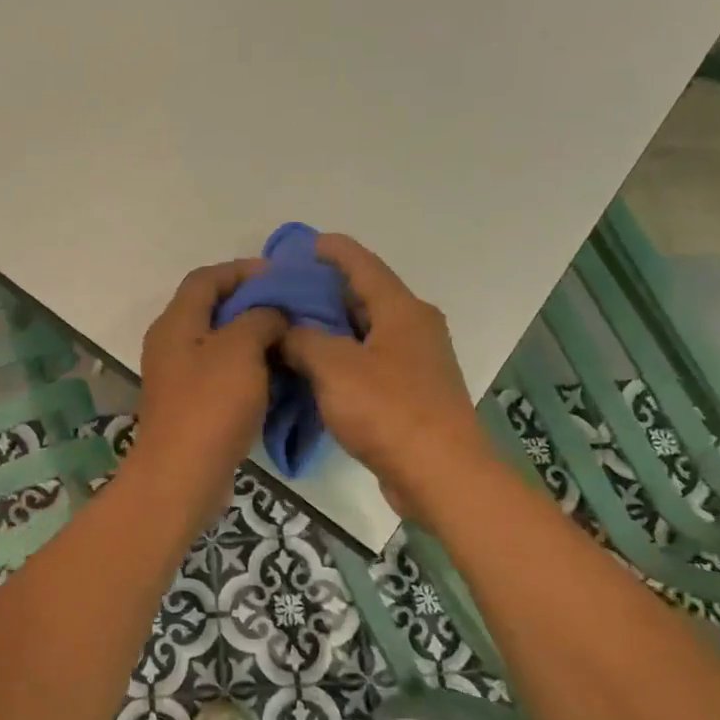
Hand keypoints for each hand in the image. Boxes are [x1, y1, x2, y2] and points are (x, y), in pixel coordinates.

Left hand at [133, 260, 286, 513]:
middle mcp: (171, 343)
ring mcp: (178, 377)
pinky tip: (275, 375)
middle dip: (251, 303)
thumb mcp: (240, 349)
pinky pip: (221, 373)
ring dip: (252, 337)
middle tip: (290, 308)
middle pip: (211, 309)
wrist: (182, 475)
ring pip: (218, 343)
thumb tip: (271, 313)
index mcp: (176, 322)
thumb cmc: (210, 405)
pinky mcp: (190, 405)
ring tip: (289, 339)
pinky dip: (247, 367)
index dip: (242, 270)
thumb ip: (259, 318)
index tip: (280, 276)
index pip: (206, 278)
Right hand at [278, 234, 490, 515]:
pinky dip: (340, 359)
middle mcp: (414, 327)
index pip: (361, 263)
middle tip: (279, 293)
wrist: (440, 474)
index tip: (296, 245)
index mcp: (402, 309)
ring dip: (329, 329)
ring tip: (287, 329)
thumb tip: (282, 329)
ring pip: (365, 332)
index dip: (329, 250)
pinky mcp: (410, 394)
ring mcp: (415, 362)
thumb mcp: (333, 367)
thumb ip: (301, 339)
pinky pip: (368, 362)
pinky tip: (310, 369)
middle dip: (322, 291)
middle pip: (363, 296)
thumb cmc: (388, 410)